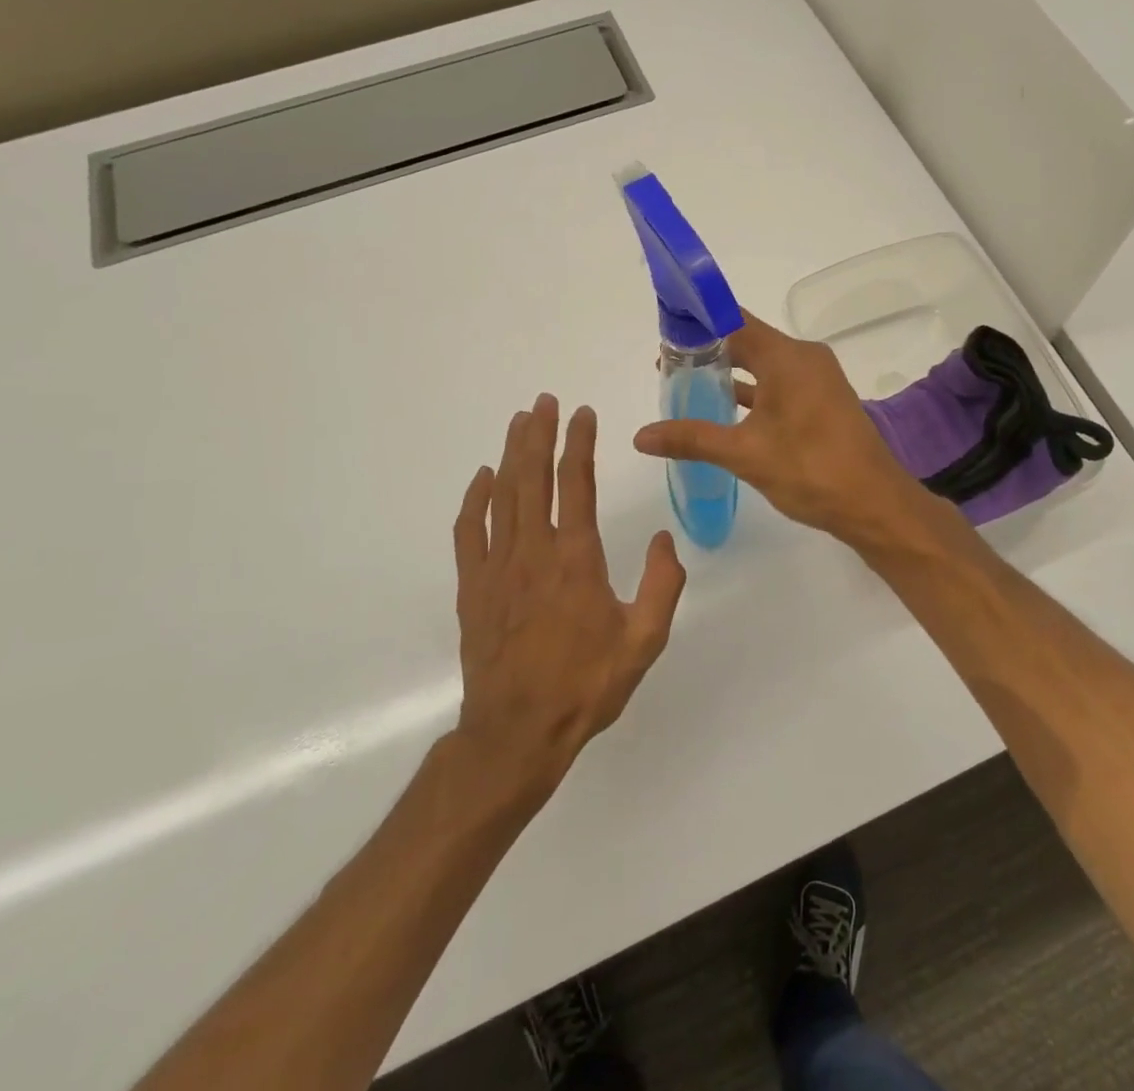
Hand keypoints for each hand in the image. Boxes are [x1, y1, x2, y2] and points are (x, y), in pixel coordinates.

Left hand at [452, 395, 686, 794]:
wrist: (517, 733)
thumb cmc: (585, 685)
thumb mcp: (644, 641)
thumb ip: (662, 585)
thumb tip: (663, 539)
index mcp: (577, 560)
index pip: (577, 485)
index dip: (579, 443)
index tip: (582, 413)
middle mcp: (534, 552)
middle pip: (533, 478)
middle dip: (539, 434)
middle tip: (543, 401)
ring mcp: (497, 567)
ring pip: (502, 496)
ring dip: (511, 454)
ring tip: (519, 422)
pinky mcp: (474, 587)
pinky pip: (470, 531)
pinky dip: (475, 499)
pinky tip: (483, 478)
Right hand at [632, 312, 935, 549]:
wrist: (875, 504)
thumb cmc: (810, 470)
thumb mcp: (745, 454)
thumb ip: (692, 439)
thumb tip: (640, 436)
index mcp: (787, 357)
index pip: (733, 321)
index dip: (698, 321)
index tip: (665, 327)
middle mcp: (804, 358)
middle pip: (748, 340)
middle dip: (708, 349)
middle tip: (667, 362)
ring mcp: (817, 380)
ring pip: (764, 364)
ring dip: (730, 372)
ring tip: (688, 383)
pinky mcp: (823, 401)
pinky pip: (780, 384)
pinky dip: (753, 392)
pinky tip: (726, 409)